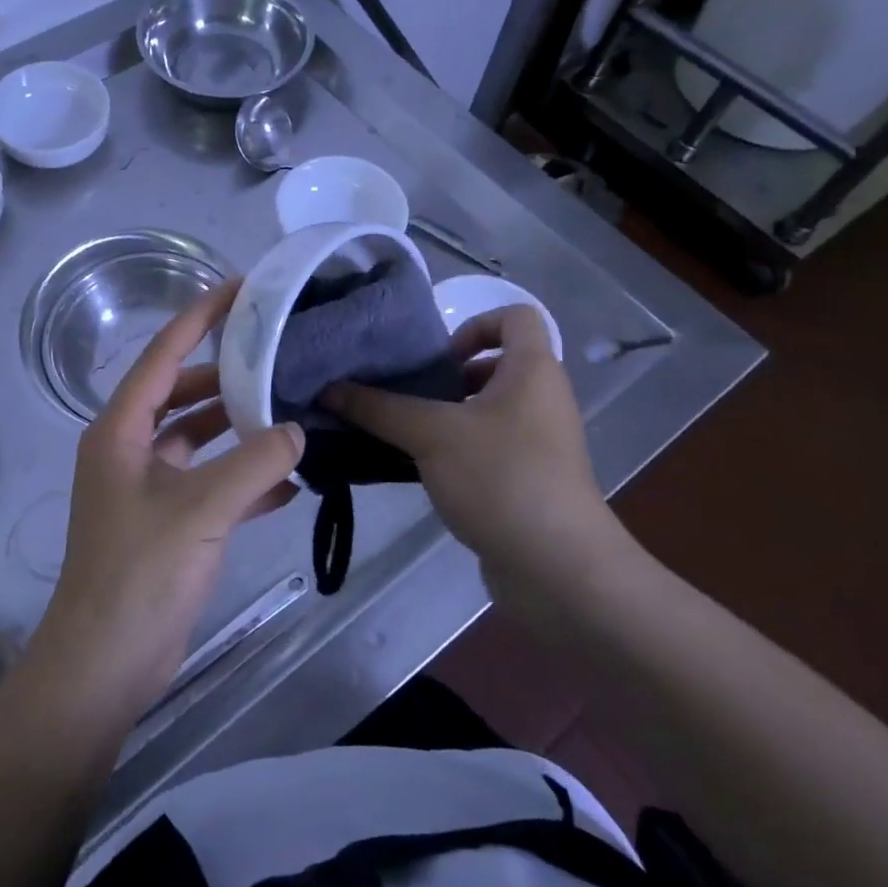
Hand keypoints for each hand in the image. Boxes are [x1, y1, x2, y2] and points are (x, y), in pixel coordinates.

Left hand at [31, 280, 303, 716]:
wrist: (107, 662)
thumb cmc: (141, 573)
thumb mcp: (202, 510)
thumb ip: (255, 464)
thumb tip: (296, 430)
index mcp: (120, 430)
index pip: (163, 355)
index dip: (200, 317)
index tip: (241, 289)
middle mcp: (129, 448)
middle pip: (182, 393)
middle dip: (228, 375)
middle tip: (279, 354)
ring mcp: (146, 486)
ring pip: (198, 439)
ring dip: (238, 429)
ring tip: (291, 413)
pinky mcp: (166, 521)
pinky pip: (208, 482)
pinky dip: (241, 478)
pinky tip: (287, 483)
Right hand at [323, 306, 636, 622]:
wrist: (559, 569)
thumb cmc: (501, 478)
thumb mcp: (431, 434)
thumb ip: (378, 408)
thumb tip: (328, 388)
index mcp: (533, 371)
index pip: (515, 317)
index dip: (474, 324)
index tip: (436, 358)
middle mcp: (541, 399)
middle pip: (494, 365)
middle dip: (447, 376)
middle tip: (407, 396)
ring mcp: (539, 443)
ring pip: (487, 410)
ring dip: (446, 415)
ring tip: (404, 433)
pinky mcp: (529, 480)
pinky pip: (488, 447)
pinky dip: (456, 450)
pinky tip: (421, 470)